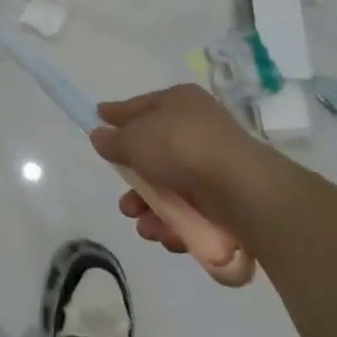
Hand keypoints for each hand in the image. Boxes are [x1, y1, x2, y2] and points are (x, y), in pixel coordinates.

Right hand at [91, 85, 267, 253]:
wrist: (241, 190)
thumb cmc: (182, 149)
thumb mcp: (135, 139)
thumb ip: (114, 140)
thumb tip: (100, 136)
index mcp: (179, 102)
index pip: (140, 106)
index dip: (117, 115)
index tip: (96, 119)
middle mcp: (197, 129)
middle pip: (153, 153)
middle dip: (133, 180)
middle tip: (124, 198)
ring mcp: (213, 166)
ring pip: (170, 187)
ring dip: (150, 208)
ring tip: (142, 224)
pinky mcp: (226, 200)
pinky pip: (190, 210)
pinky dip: (175, 224)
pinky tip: (164, 234)